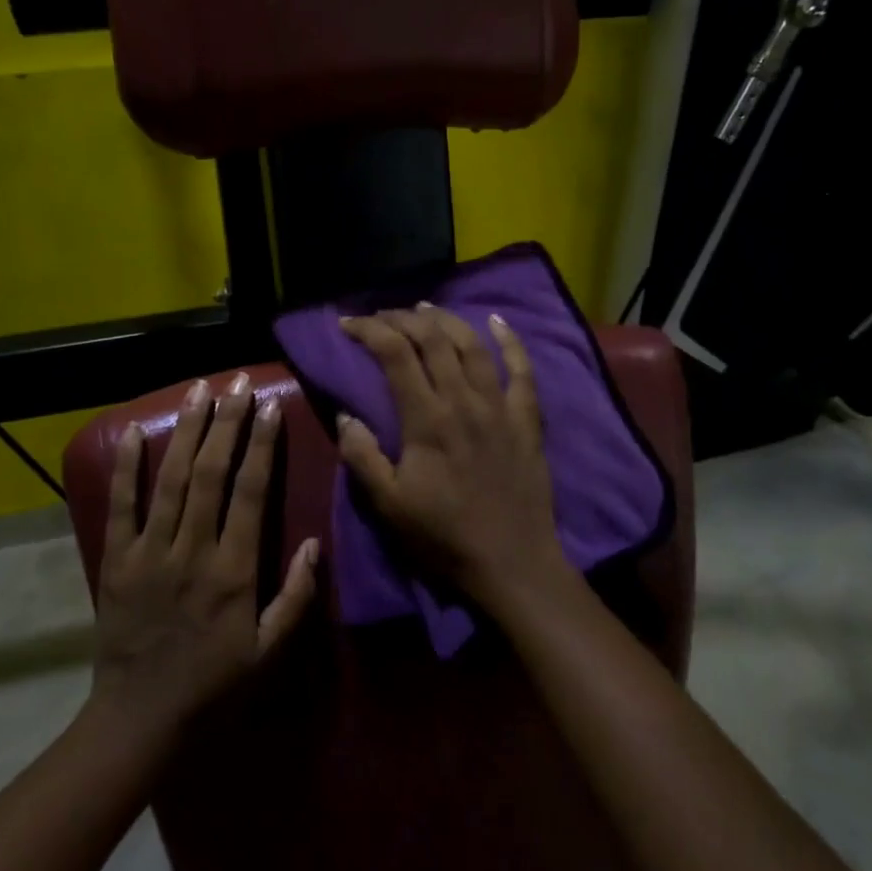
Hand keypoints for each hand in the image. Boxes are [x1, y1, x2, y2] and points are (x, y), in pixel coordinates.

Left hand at [91, 374, 320, 734]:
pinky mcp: (117, 561)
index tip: (270, 406)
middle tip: (236, 382)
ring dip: (186, 431)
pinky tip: (137, 432)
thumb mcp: (270, 651)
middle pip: (210, 473)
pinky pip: (121, 506)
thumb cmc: (214, 684)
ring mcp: (150, 552)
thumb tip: (314, 542)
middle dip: (226, 422)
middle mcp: (192, 551)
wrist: (140, 719)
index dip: (262, 445)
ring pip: (170, 480)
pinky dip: (127, 468)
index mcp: (233, 570)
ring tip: (198, 390)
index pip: (250, 492)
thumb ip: (296, 596)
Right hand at [336, 306, 569, 611]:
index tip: (348, 324)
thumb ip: (362, 456)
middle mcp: (464, 400)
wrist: (512, 562)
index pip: (395, 354)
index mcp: (427, 418)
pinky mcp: (527, 418)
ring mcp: (500, 406)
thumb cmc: (444, 536)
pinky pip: (522, 369)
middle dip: (403, 318)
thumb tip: (345, 413)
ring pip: (473, 345)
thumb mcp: (389, 505)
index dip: (369, 330)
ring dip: (446, 320)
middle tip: (381, 315)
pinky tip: (496, 320)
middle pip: (433, 339)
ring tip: (425, 308)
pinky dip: (510, 340)